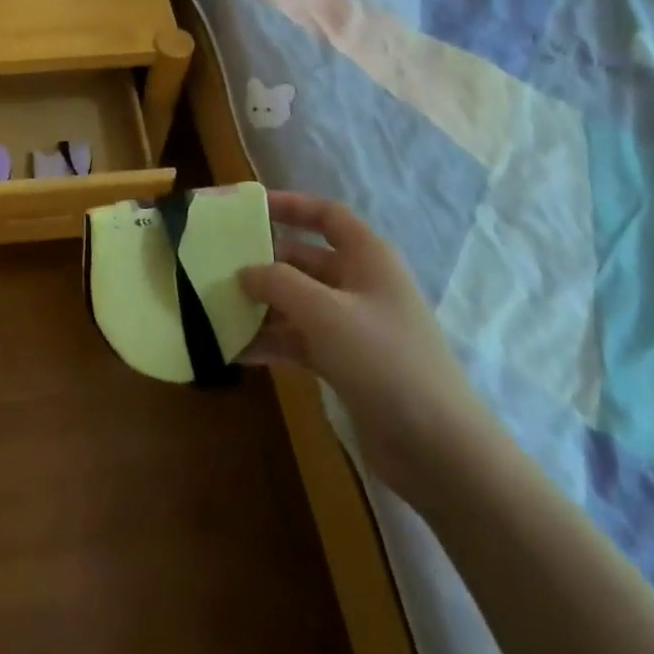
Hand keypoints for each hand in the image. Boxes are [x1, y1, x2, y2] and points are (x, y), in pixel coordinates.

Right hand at [239, 192, 497, 505]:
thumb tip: (244, 272)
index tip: (248, 208)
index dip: (290, 205)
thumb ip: (278, 283)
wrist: (438, 448)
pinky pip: (299, 340)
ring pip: (297, 302)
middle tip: (215, 266)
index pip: (327, 215)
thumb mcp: (325, 312)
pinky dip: (271, 342)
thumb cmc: (384, 361)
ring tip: (215, 310)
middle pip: (304, 260)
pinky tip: (234, 351)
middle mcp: (360, 284)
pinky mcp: (345, 362)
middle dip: (263, 263)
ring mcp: (353, 326)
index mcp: (368, 257)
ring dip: (261, 306)